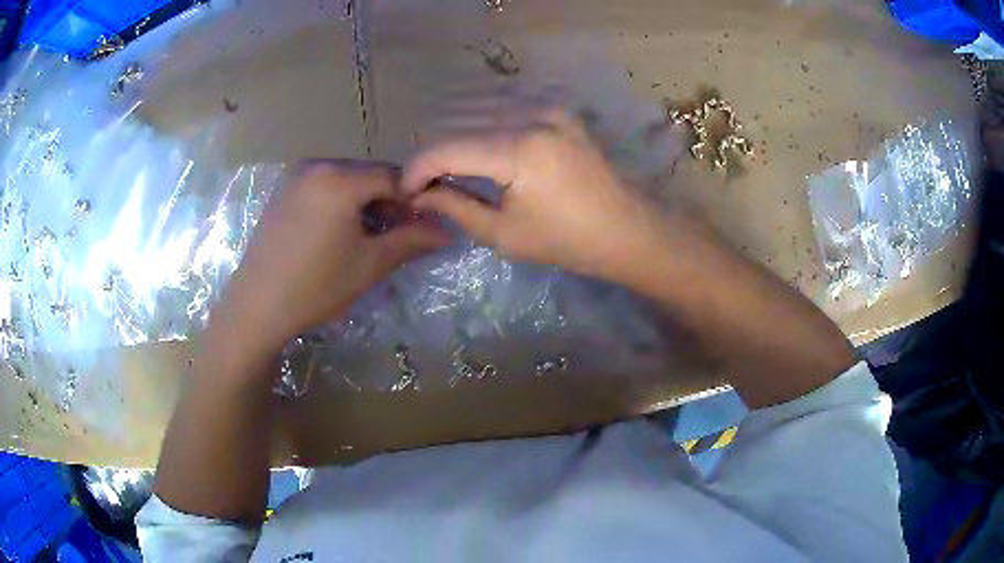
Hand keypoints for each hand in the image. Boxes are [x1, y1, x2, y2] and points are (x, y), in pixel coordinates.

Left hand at [212, 161, 447, 356]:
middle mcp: (317, 166)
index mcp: (340, 178)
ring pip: (346, 181)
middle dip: (389, 202)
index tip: (424, 227)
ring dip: (365, 204)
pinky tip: (339, 234)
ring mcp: (296, 178)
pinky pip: (323, 188)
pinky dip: (340, 204)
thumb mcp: (370, 264)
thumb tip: (446, 230)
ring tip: (369, 238)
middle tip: (398, 235)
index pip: (393, 177)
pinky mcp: (283, 193)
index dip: (415, 200)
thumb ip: (411, 240)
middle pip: (368, 175)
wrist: (256, 307)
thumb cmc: (316, 286)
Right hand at [401, 108, 671, 281]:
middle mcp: (531, 116)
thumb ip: (455, 206)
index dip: (417, 169)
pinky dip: (484, 130)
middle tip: (424, 187)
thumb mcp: (504, 233)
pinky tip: (480, 155)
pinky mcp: (557, 110)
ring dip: (457, 142)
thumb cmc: (567, 241)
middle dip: (434, 157)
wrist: (627, 229)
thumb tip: (418, 194)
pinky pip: (505, 112)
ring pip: (479, 115)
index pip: (445, 148)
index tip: (405, 191)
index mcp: (519, 150)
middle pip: (459, 126)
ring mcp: (547, 108)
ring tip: (448, 174)